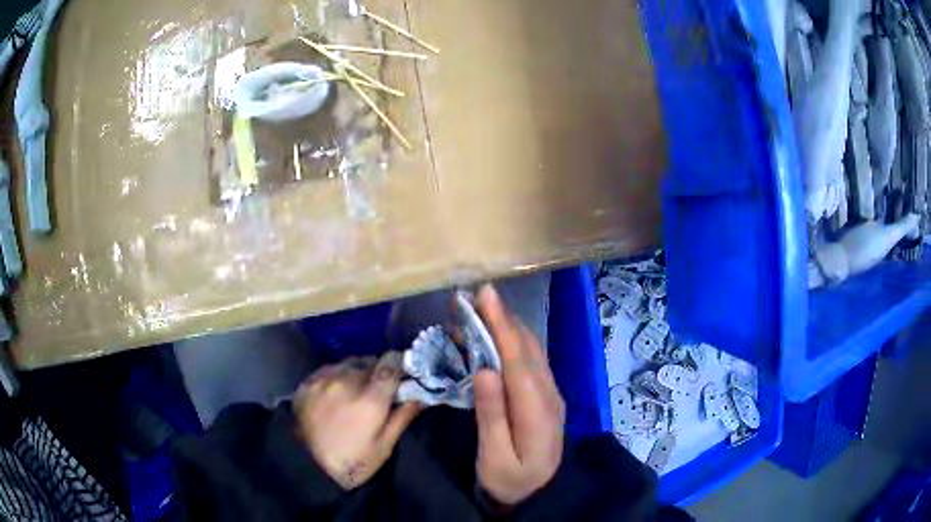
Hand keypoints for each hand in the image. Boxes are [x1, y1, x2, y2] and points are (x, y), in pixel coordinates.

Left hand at [294, 352, 421, 489]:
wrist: (306, 465)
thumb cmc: (352, 462)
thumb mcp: (384, 447)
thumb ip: (403, 417)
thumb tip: (422, 394)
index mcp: (371, 399)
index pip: (391, 362)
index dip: (399, 364)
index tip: (402, 374)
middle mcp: (348, 380)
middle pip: (370, 361)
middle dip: (378, 372)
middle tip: (377, 391)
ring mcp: (325, 378)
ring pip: (349, 363)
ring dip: (357, 372)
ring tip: (354, 391)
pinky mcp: (308, 381)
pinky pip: (330, 369)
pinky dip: (337, 375)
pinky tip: (335, 393)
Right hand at [473, 285, 565, 505]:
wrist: (539, 493)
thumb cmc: (510, 480)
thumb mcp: (495, 458)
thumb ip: (492, 416)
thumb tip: (485, 371)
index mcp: (537, 411)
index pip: (518, 360)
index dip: (501, 326)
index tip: (485, 296)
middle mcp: (549, 395)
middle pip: (527, 349)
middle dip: (502, 318)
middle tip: (475, 294)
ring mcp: (551, 393)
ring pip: (531, 351)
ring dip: (507, 326)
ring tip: (481, 308)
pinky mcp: (545, 396)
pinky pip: (530, 360)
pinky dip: (512, 342)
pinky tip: (496, 336)